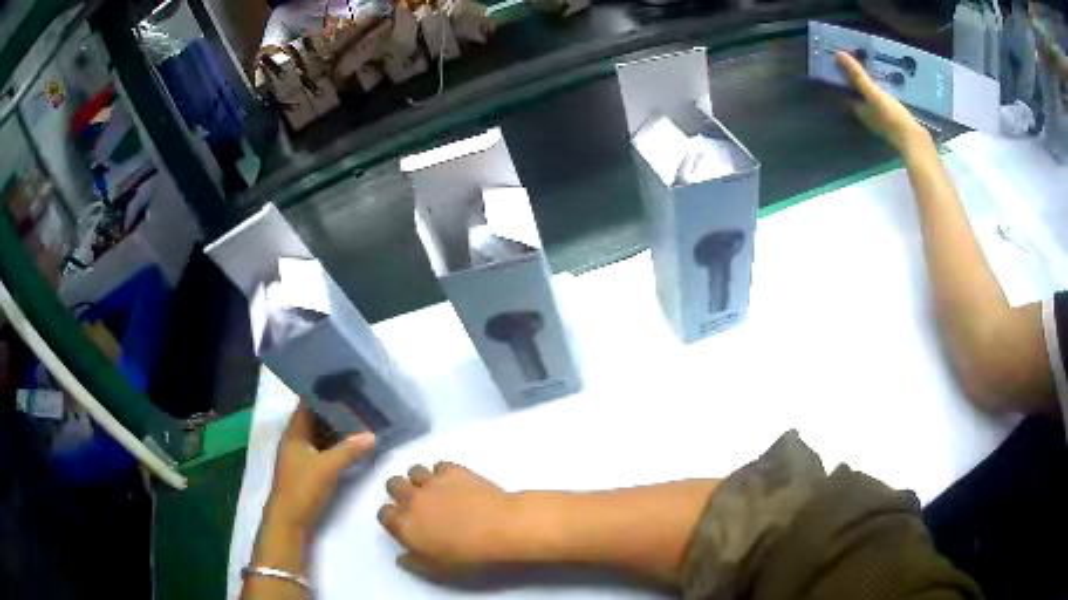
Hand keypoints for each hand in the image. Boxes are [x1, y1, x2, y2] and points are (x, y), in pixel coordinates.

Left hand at [263, 402, 375, 537]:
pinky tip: (353, 444)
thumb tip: (373, 435)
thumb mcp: (328, 467)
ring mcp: (302, 455)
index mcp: (295, 432)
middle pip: (316, 418)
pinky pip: (324, 449)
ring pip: (321, 435)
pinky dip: (337, 445)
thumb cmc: (303, 487)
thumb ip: (350, 450)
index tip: (344, 382)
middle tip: (360, 401)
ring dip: (337, 429)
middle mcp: (297, 439)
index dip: (323, 391)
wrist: (290, 519)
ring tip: (361, 419)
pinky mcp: (308, 469)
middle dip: (336, 410)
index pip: (307, 403)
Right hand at [377, 462, 519, 575]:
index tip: (403, 523)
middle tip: (417, 504)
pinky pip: (439, 465)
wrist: (500, 528)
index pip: (384, 514)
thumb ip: (414, 562)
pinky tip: (455, 483)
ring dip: (420, 479)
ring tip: (434, 490)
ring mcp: (432, 481)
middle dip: (401, 492)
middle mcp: (411, 498)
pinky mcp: (453, 469)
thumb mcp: (437, 570)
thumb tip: (401, 557)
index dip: (392, 517)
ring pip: (413, 470)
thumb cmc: (468, 556)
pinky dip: (443, 472)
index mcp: (403, 524)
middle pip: (393, 485)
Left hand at [836, 51, 929, 152]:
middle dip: (854, 76)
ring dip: (868, 81)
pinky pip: (882, 98)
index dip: (839, 74)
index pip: (843, 89)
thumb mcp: (874, 93)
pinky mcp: (892, 117)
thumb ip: (858, 76)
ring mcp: (880, 117)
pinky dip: (880, 88)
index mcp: (858, 109)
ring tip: (868, 62)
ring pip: (869, 95)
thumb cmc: (892, 117)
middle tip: (853, 55)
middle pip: (856, 91)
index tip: (836, 57)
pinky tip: (885, 79)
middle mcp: (866, 114)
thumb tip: (838, 55)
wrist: (916, 141)